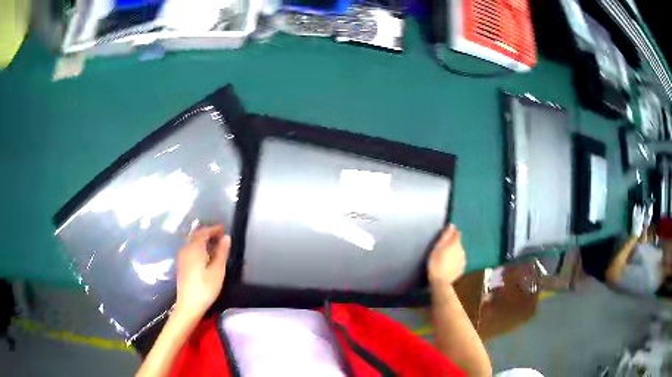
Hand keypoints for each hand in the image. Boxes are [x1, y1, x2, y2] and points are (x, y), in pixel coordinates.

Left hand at [174, 225, 230, 321]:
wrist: (188, 305)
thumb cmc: (205, 288)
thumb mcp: (218, 271)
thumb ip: (222, 252)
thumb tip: (226, 237)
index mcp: (194, 248)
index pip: (204, 232)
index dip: (214, 229)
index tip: (224, 229)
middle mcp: (186, 249)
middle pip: (196, 235)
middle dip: (208, 233)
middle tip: (220, 236)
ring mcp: (182, 257)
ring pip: (192, 242)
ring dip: (203, 240)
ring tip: (214, 244)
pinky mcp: (181, 264)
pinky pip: (190, 249)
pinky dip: (198, 247)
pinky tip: (205, 255)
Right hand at [427, 225, 465, 286]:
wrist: (440, 281)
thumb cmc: (436, 263)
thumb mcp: (437, 248)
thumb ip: (445, 236)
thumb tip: (452, 225)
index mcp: (456, 243)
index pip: (457, 234)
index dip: (452, 233)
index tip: (446, 234)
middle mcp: (462, 250)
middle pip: (459, 243)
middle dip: (453, 243)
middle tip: (444, 247)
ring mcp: (463, 260)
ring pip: (459, 252)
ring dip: (455, 252)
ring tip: (446, 256)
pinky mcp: (462, 268)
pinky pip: (459, 260)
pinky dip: (456, 260)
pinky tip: (450, 264)